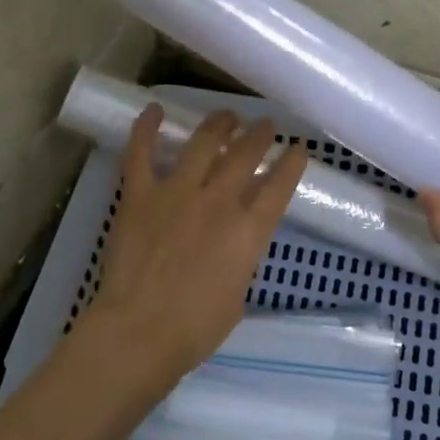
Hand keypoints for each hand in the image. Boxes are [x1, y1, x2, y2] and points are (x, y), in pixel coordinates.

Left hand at [80, 104, 308, 392]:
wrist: (140, 331)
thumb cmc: (195, 329)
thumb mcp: (237, 295)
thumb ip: (240, 259)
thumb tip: (235, 243)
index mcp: (249, 231)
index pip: (279, 186)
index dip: (292, 163)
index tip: (298, 149)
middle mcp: (219, 201)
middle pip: (246, 155)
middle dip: (260, 135)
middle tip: (264, 125)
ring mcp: (177, 192)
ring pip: (203, 143)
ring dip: (218, 124)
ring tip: (227, 115)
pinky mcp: (140, 195)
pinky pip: (141, 153)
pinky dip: (146, 128)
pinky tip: (154, 108)